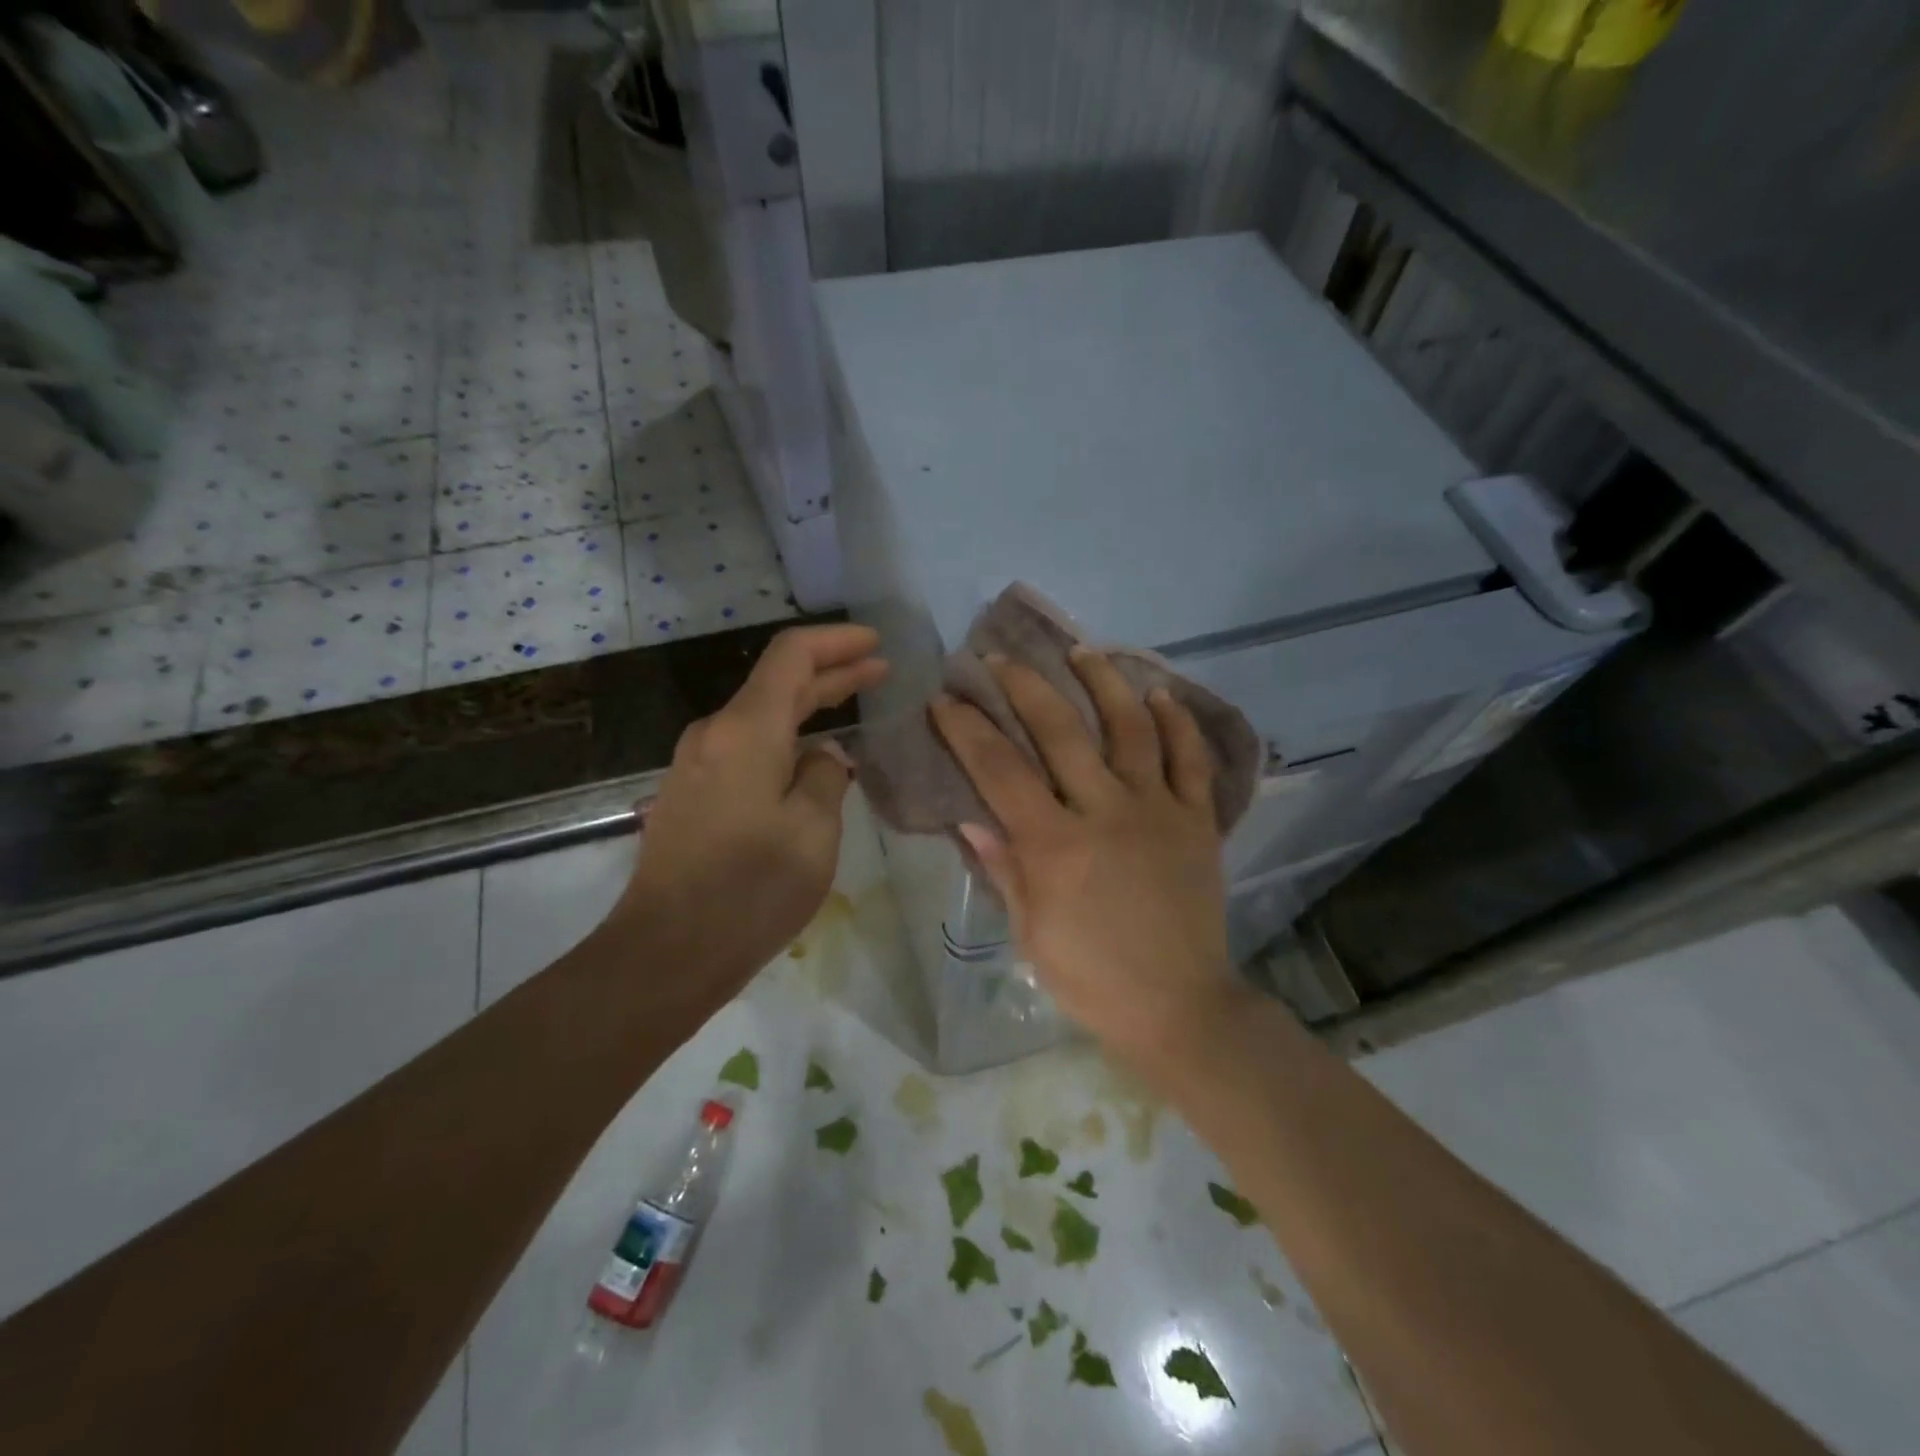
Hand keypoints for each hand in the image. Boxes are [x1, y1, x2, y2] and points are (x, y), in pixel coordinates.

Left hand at [617, 625, 887, 1007]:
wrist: (665, 953)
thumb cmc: (749, 890)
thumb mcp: (812, 832)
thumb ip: (824, 778)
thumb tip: (822, 755)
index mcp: (746, 731)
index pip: (791, 656)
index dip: (836, 642)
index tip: (876, 643)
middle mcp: (715, 734)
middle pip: (777, 683)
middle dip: (831, 672)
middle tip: (879, 672)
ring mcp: (696, 764)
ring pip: (761, 716)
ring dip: (808, 706)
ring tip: (852, 707)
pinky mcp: (691, 794)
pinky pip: (746, 747)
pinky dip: (784, 737)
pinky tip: (809, 755)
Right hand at [930, 647, 1246, 1074]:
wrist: (1179, 1006)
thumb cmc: (1091, 978)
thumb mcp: (1030, 932)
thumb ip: (1003, 868)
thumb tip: (970, 819)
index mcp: (1055, 846)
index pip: (1000, 771)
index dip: (968, 729)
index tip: (946, 699)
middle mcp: (1106, 812)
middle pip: (1061, 731)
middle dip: (1024, 687)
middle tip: (1000, 659)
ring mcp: (1157, 810)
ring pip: (1130, 728)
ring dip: (1104, 682)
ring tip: (1082, 651)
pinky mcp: (1197, 820)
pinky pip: (1190, 760)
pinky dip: (1177, 722)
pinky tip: (1158, 694)